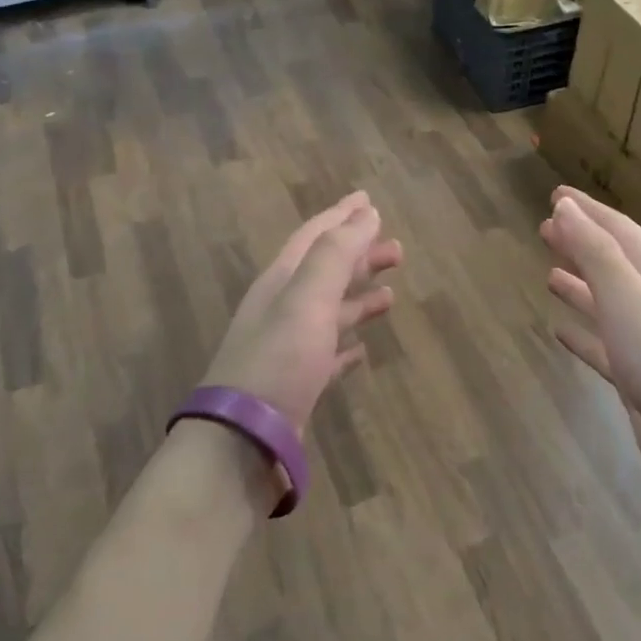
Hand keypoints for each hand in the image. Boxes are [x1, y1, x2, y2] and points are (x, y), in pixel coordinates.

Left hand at [202, 192, 401, 434]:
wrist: (243, 440)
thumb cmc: (278, 360)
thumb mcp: (307, 298)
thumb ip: (336, 254)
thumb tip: (366, 213)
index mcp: (281, 282)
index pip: (314, 237)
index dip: (342, 216)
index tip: (369, 200)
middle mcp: (282, 309)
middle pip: (325, 272)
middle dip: (359, 256)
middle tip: (398, 249)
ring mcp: (288, 349)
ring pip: (330, 312)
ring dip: (359, 298)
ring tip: (392, 293)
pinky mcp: (297, 385)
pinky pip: (328, 355)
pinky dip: (347, 346)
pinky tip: (363, 351)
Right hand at [541, 187, 640, 513]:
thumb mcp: (628, 298)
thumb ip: (596, 253)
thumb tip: (565, 208)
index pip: (619, 231)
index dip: (587, 211)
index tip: (556, 195)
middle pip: (613, 263)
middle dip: (581, 242)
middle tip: (545, 227)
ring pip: (607, 303)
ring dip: (580, 285)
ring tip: (549, 273)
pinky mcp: (640, 378)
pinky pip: (604, 345)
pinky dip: (582, 333)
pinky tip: (559, 331)